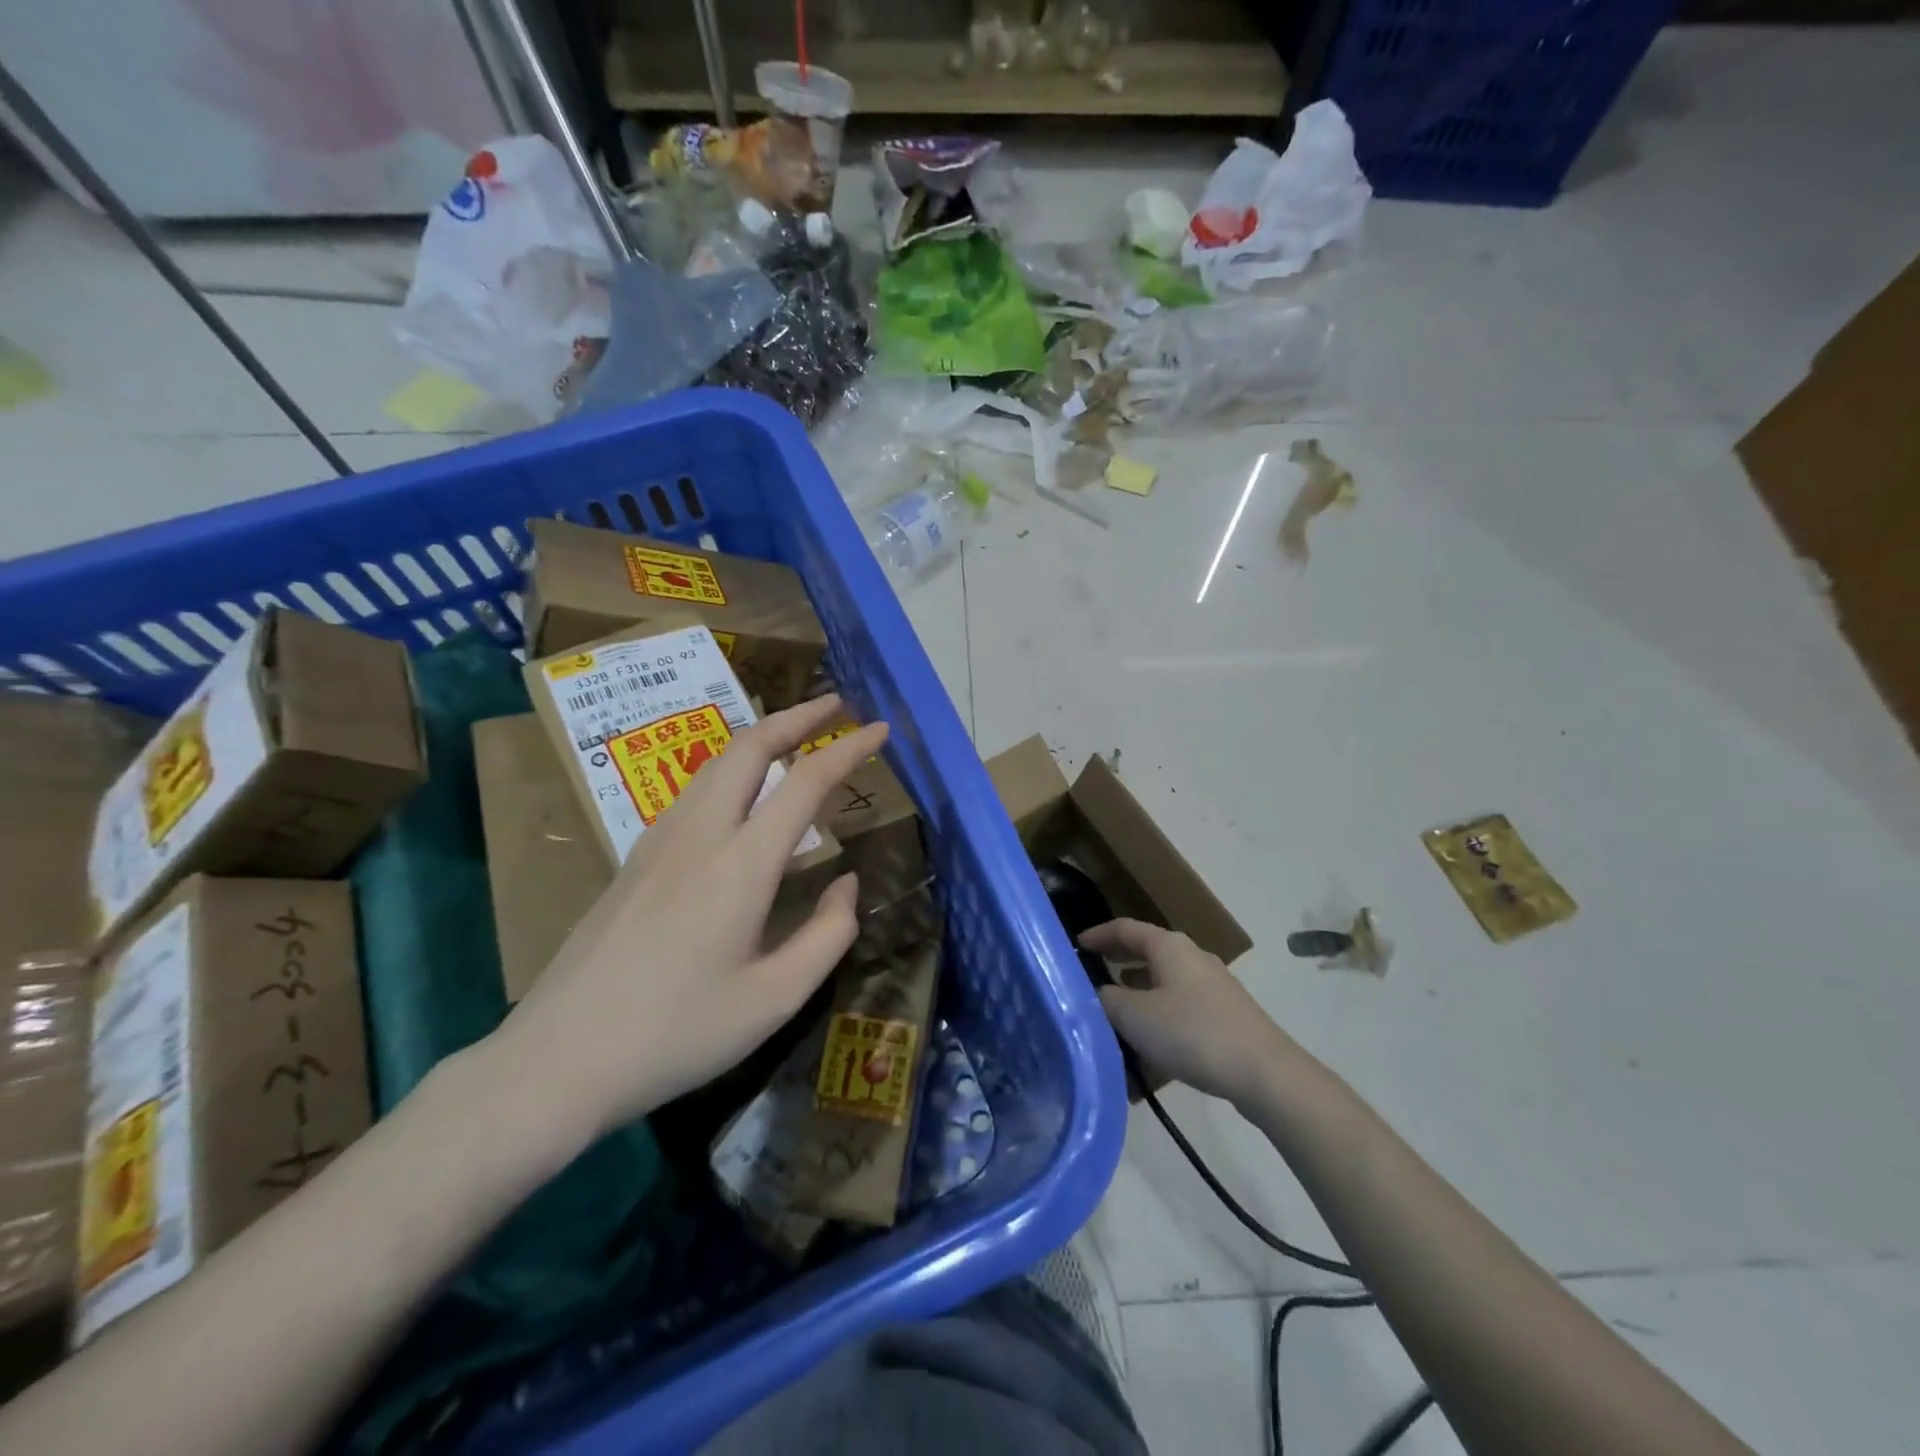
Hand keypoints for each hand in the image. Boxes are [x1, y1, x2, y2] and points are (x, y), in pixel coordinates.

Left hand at [490, 695, 888, 1147]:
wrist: (557, 1060)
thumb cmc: (676, 1035)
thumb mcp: (774, 1001)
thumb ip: (827, 935)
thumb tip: (847, 883)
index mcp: (741, 866)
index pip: (806, 783)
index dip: (848, 748)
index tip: (880, 729)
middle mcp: (699, 836)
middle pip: (749, 748)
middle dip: (797, 716)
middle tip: (835, 704)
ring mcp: (658, 843)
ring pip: (716, 764)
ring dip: (761, 738)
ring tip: (794, 735)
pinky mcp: (634, 860)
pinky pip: (694, 792)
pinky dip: (732, 768)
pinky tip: (741, 793)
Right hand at [1080, 919, 1294, 1108]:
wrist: (1263, 1072)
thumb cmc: (1192, 1033)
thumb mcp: (1135, 1016)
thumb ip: (1107, 1000)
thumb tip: (1099, 993)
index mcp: (1169, 946)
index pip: (1126, 928)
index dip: (1099, 934)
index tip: (1077, 944)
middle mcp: (1192, 956)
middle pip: (1148, 950)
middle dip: (1120, 959)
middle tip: (1093, 971)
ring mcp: (1213, 985)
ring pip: (1165, 977)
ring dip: (1139, 987)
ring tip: (1116, 1007)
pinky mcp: (1225, 1013)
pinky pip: (1181, 1002)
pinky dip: (1159, 1009)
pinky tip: (1151, 1036)